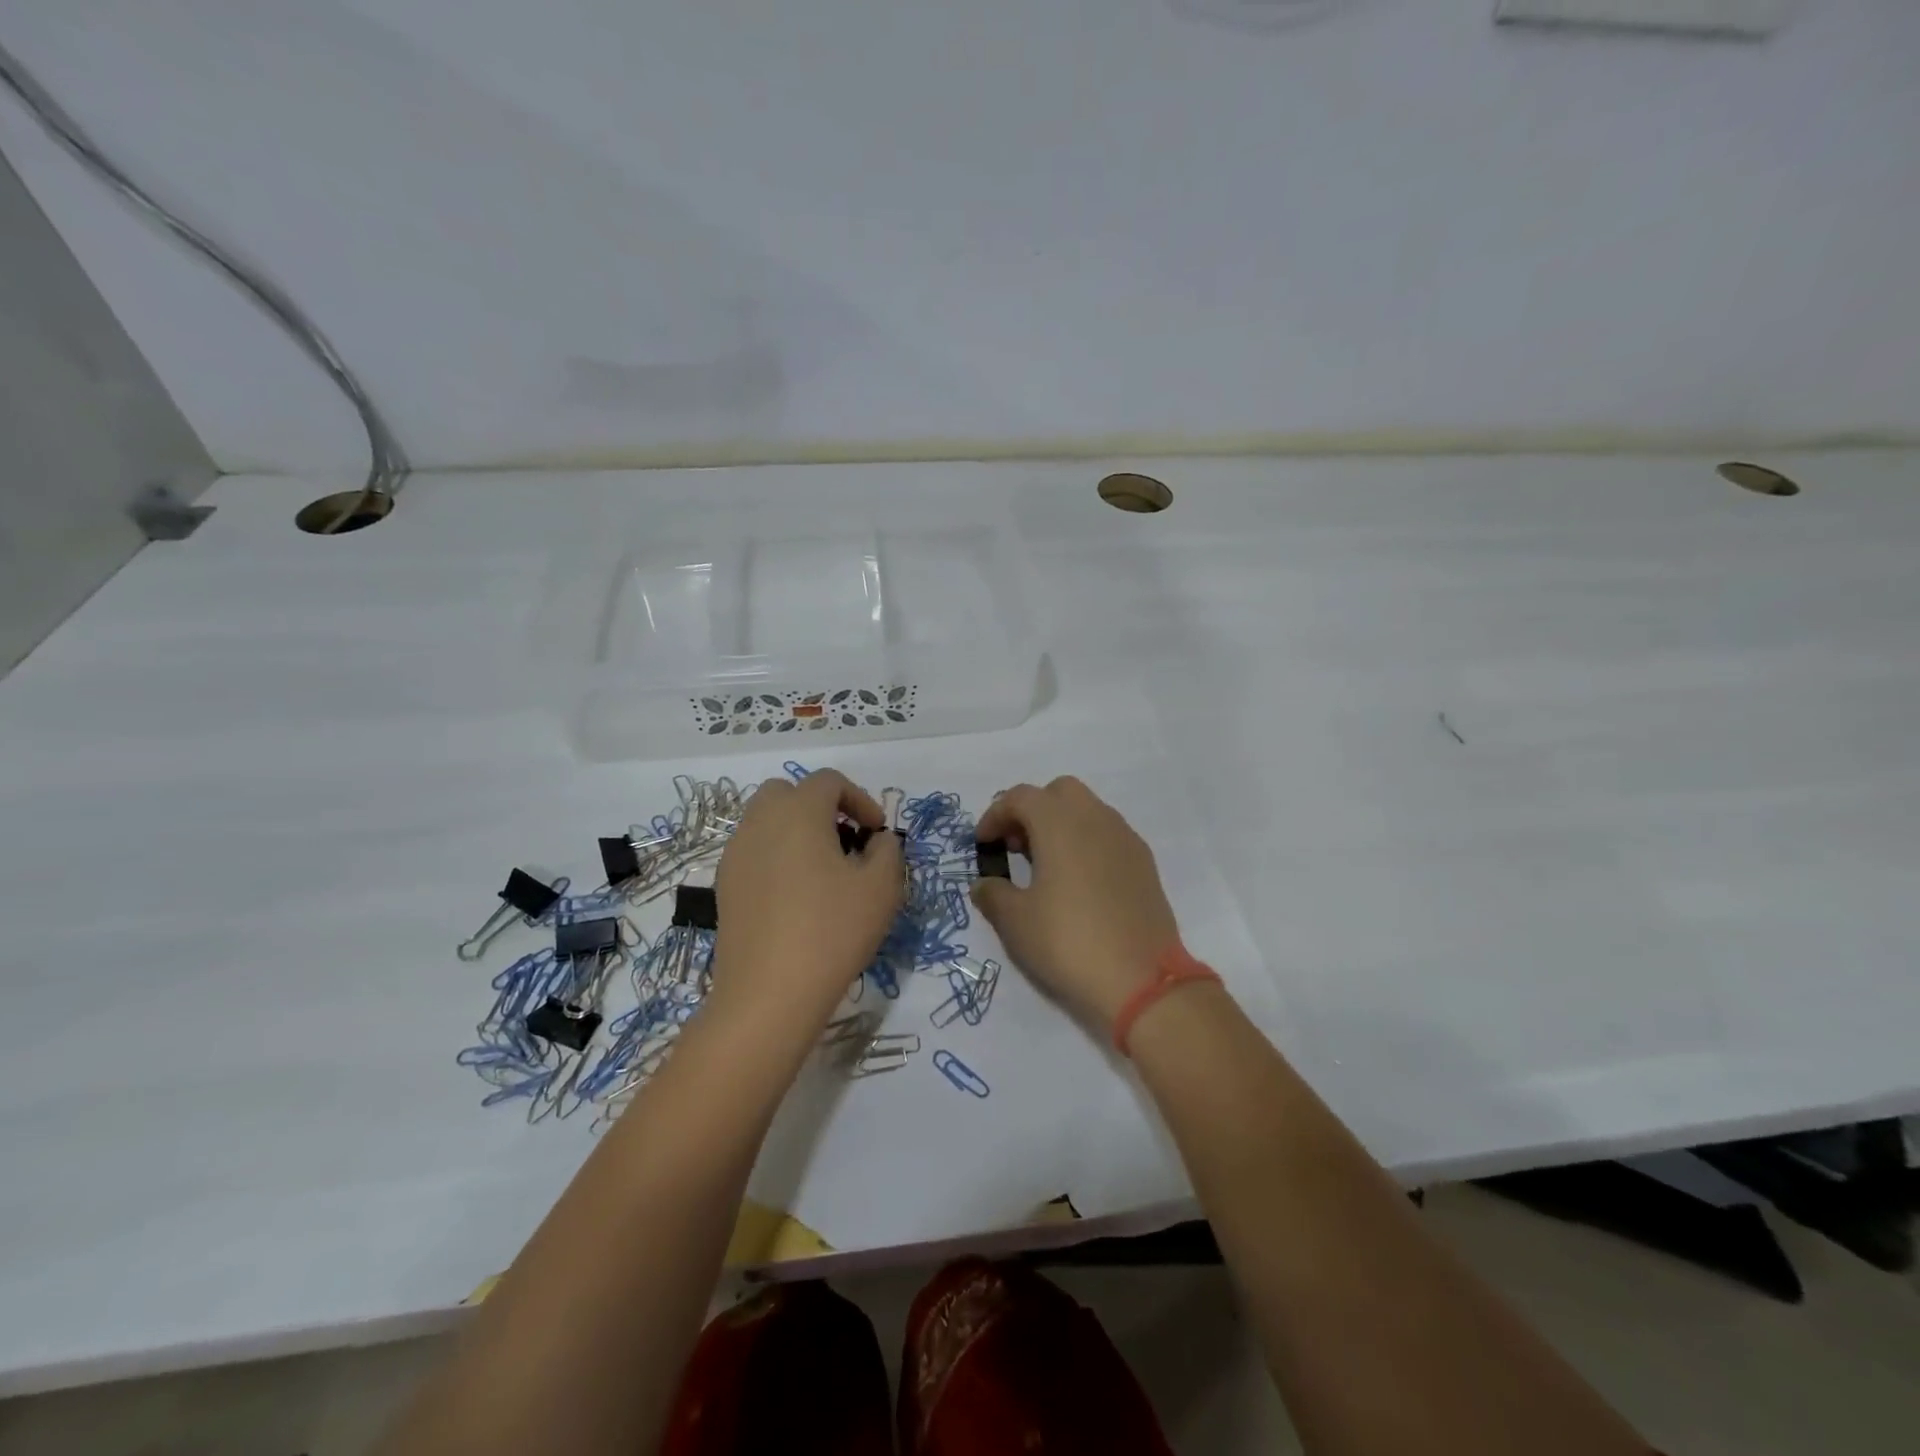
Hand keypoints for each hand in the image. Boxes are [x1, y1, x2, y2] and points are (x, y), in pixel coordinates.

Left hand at [709, 770, 904, 1040]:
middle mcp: (760, 822)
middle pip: (789, 793)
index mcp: (798, 812)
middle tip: (846, 841)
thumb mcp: (881, 887)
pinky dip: (777, 856)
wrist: (769, 993)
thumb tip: (876, 840)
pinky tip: (796, 895)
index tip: (876, 833)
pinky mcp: (725, 885)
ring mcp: (736, 853)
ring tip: (823, 869)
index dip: (859, 799)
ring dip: (797, 830)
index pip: (829, 781)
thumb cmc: (832, 931)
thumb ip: (887, 850)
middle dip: (821, 807)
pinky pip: (754, 851)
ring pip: (766, 821)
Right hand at [971, 777, 1179, 1031]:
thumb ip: (993, 894)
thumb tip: (984, 884)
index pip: (1020, 797)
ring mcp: (1125, 838)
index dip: (995, 815)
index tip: (982, 844)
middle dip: (1032, 810)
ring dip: (1061, 825)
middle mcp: (1095, 818)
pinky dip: (1086, 843)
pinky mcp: (1144, 862)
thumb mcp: (1016, 922)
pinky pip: (1108, 835)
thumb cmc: (1068, 942)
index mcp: (1060, 823)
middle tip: (1016, 847)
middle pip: (1059, 792)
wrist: (1142, 979)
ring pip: (1088, 810)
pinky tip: (1078, 883)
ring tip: (1045, 866)